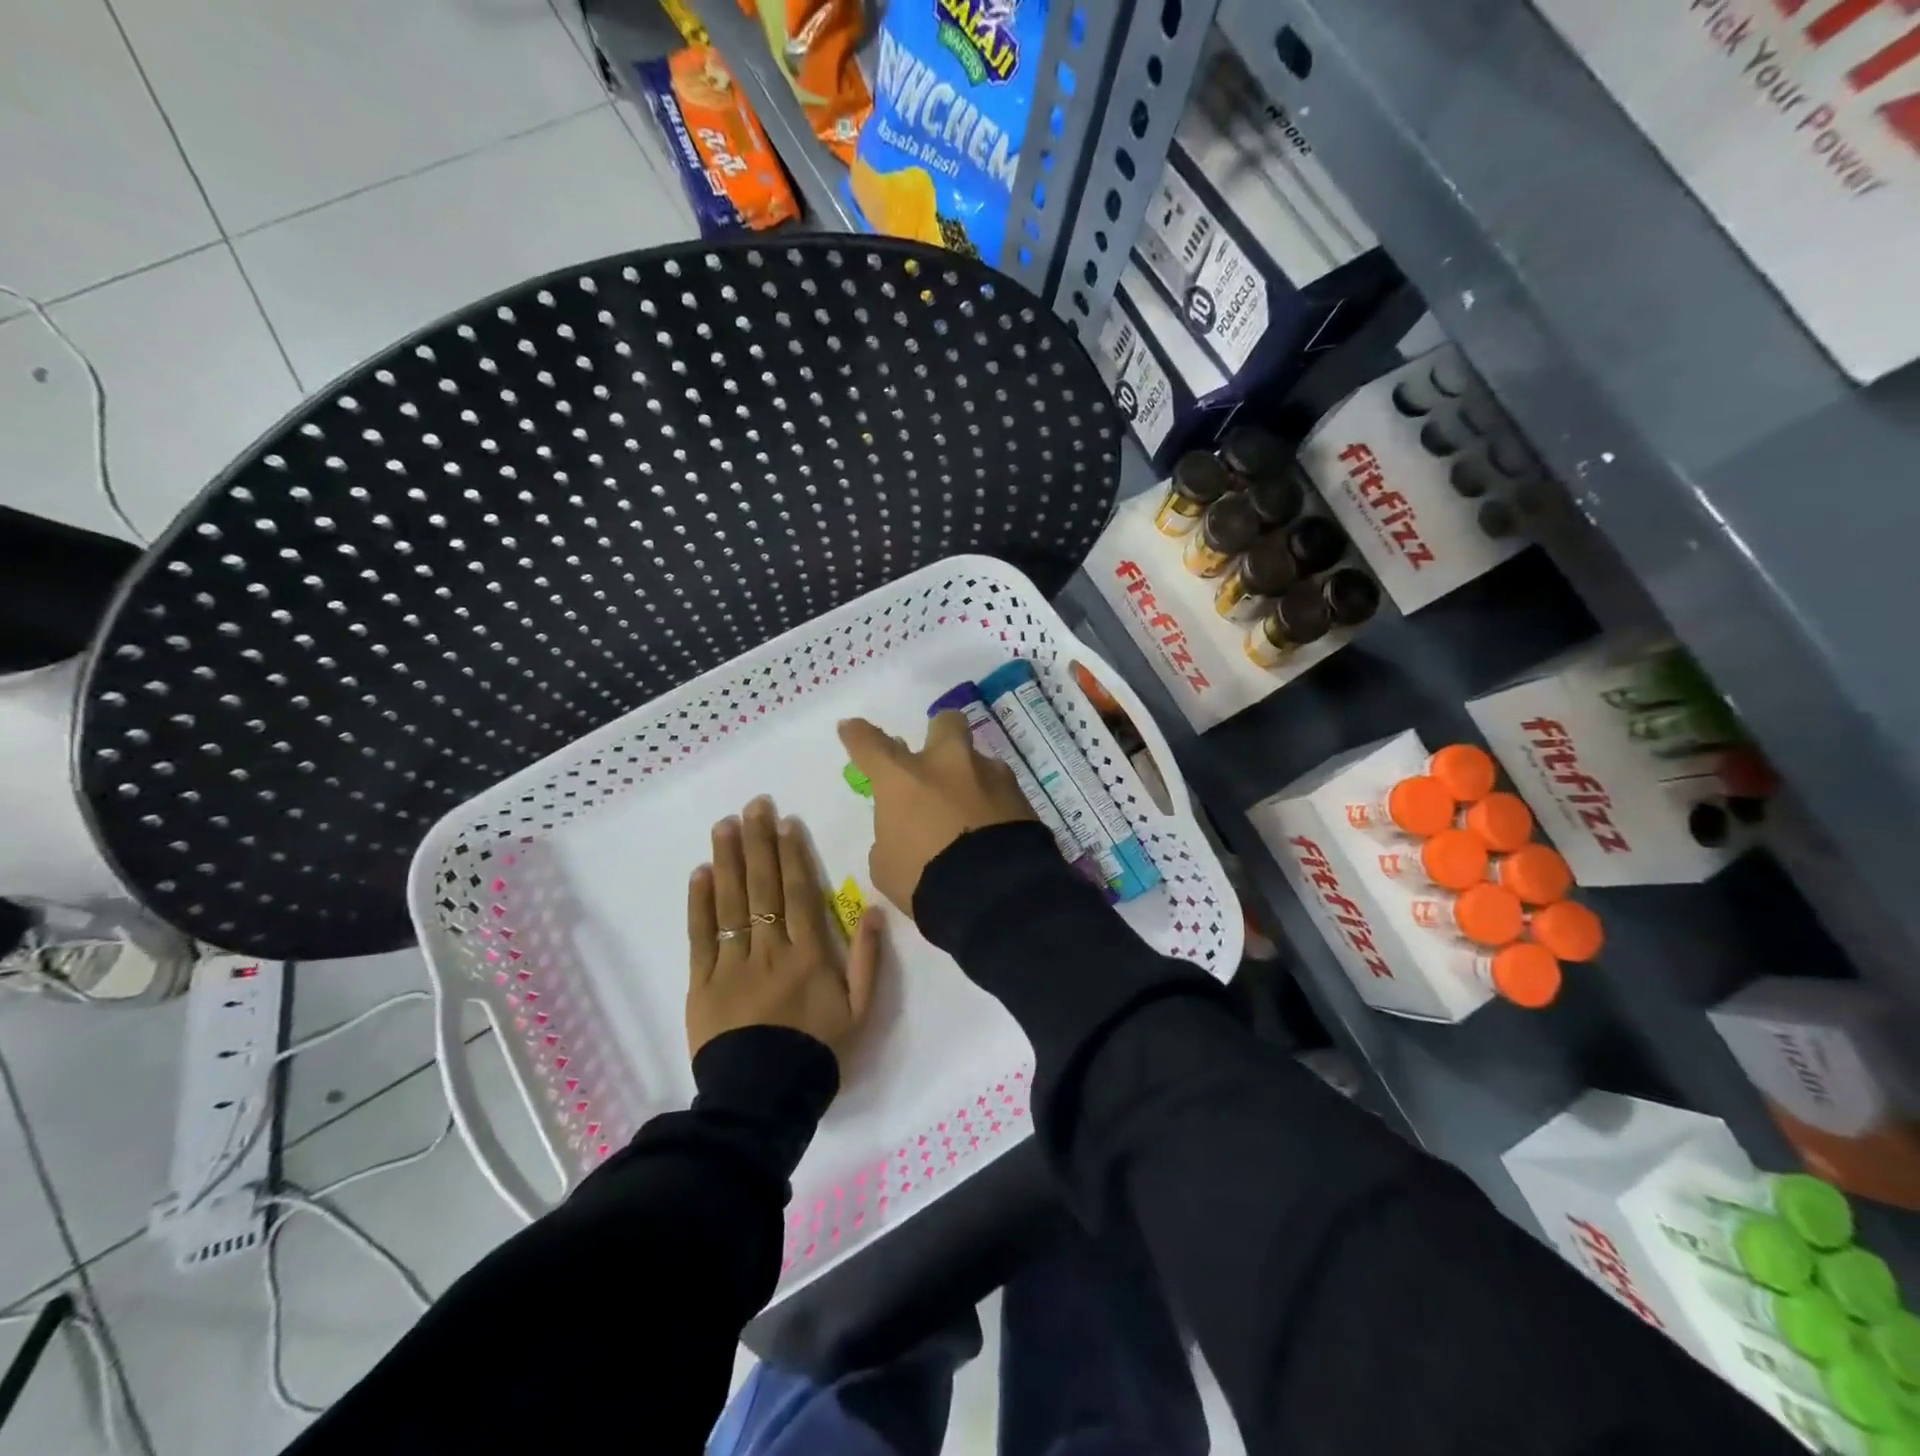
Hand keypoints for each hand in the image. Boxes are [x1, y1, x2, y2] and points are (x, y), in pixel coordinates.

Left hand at [686, 796, 881, 1066]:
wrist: (764, 1099)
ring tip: (725, 824)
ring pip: (732, 902)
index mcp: (809, 954)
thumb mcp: (861, 1011)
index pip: (800, 892)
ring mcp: (733, 963)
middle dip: (759, 842)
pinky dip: (700, 903)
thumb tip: (876, 911)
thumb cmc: (818, 1052)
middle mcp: (770, 949)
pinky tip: (701, 873)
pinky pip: (701, 936)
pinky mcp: (703, 982)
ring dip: (729, 860)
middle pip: (764, 886)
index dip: (793, 853)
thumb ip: (869, 959)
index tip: (785, 821)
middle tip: (752, 805)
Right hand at [837, 712, 1036, 916]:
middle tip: (936, 763)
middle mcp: (947, 764)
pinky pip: (1001, 792)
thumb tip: (906, 829)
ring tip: (971, 816)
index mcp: (903, 778)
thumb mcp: (887, 865)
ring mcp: (989, 775)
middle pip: (945, 723)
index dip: (857, 735)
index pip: (870, 744)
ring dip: (971, 780)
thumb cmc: (924, 880)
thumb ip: (892, 836)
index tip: (851, 728)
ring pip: (978, 762)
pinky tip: (993, 832)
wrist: (994, 896)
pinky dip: (994, 805)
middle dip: (939, 735)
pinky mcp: (1021, 796)